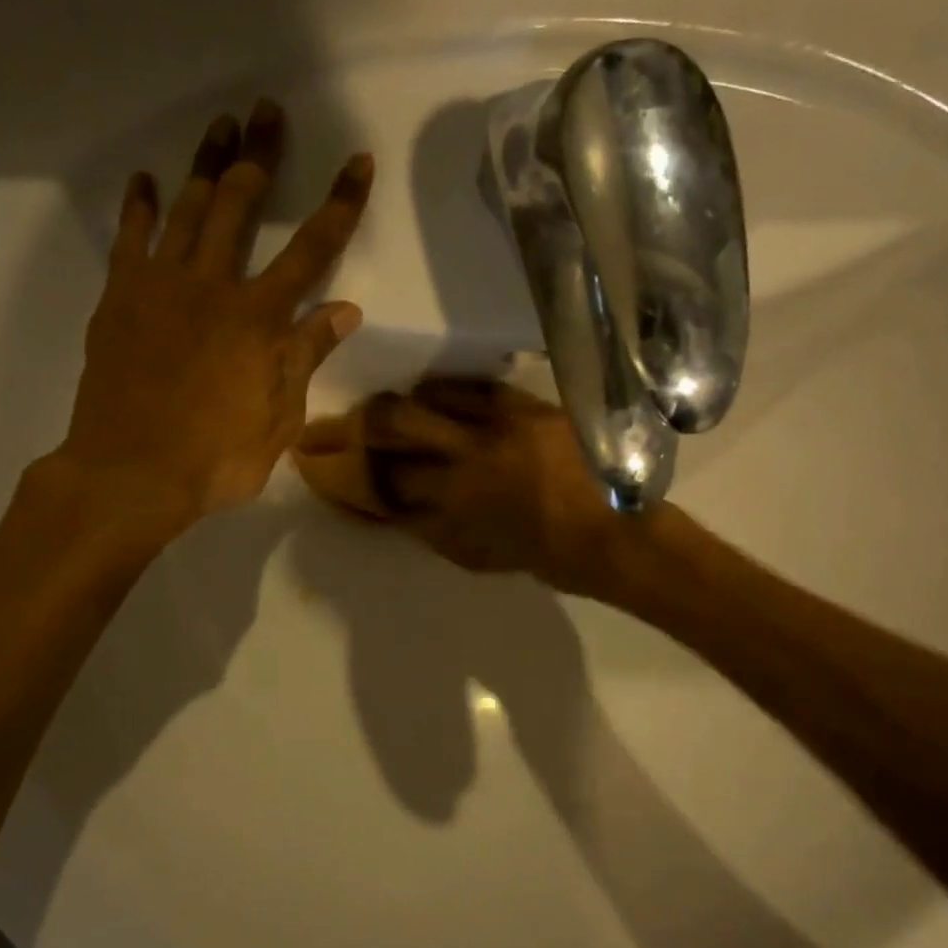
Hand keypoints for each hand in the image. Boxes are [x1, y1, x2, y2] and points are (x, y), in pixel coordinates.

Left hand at [50, 99, 373, 538]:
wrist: (131, 473)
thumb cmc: (216, 459)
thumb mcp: (280, 419)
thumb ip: (307, 357)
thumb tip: (346, 310)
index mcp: (260, 319)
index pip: (312, 249)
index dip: (340, 204)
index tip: (357, 162)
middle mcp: (213, 285)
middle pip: (240, 204)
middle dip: (260, 156)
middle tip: (267, 113)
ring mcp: (160, 285)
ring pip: (187, 208)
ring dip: (205, 163)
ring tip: (221, 125)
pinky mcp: (120, 296)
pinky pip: (130, 238)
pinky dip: (138, 206)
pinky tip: (146, 180)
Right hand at [293, 378, 664, 598]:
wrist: (618, 536)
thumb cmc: (547, 558)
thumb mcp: (478, 557)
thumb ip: (432, 530)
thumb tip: (394, 509)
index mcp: (453, 503)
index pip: (384, 481)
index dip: (351, 474)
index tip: (330, 467)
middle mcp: (467, 458)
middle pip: (397, 425)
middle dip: (364, 423)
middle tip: (352, 422)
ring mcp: (500, 428)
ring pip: (433, 398)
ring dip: (407, 402)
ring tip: (399, 404)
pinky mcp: (530, 409)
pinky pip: (479, 388)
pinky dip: (451, 390)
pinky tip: (440, 393)